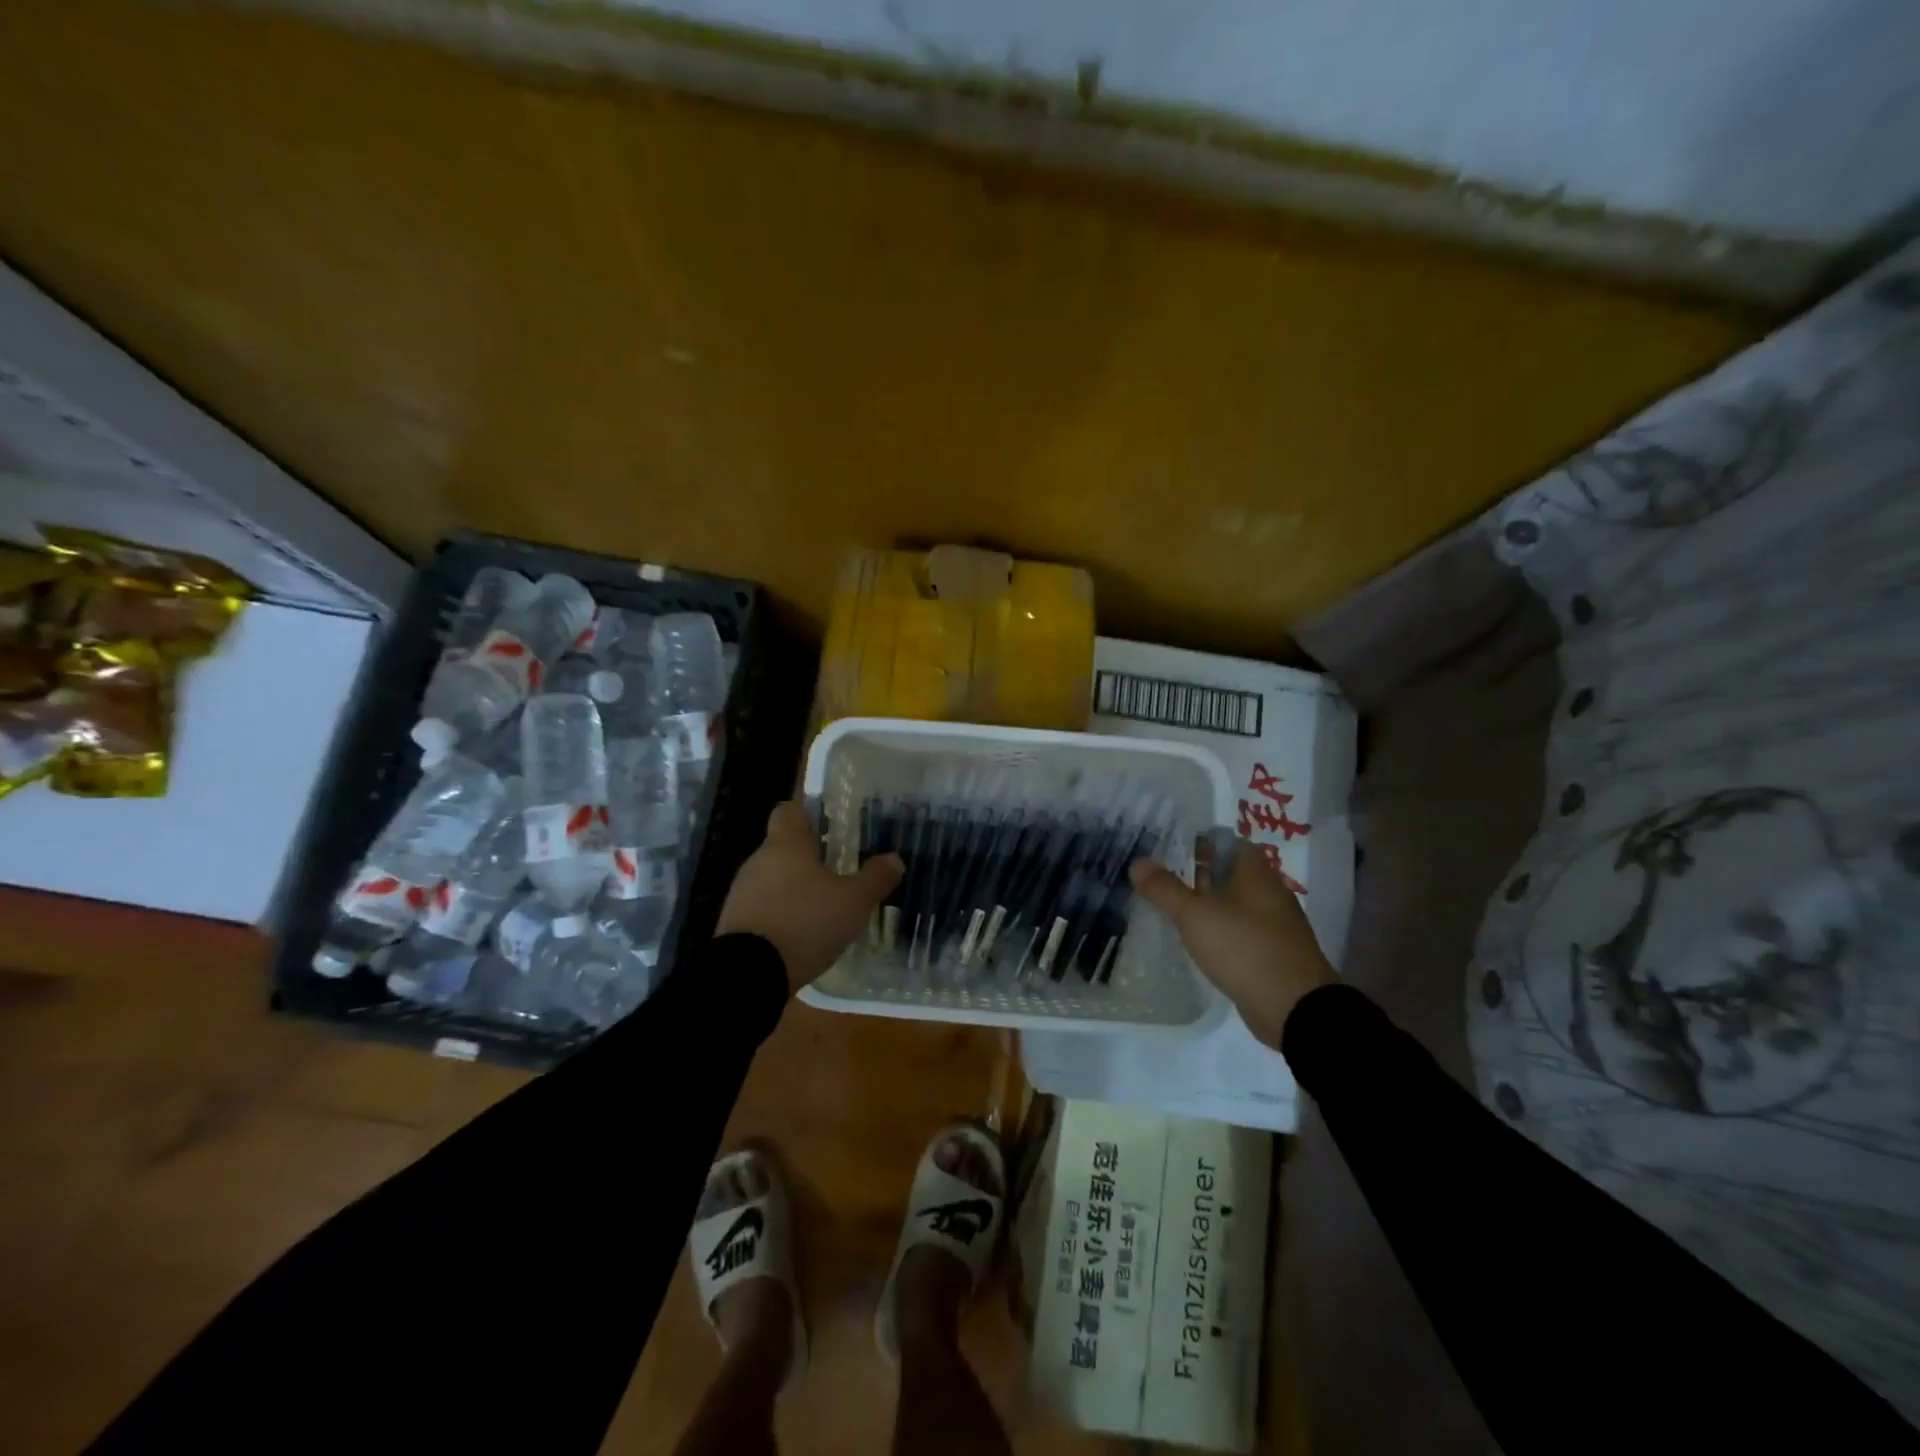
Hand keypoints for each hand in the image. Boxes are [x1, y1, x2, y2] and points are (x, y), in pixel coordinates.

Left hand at [716, 798, 903, 994]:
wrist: (748, 974)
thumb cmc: (805, 923)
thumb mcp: (853, 902)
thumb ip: (875, 878)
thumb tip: (894, 859)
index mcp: (786, 844)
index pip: (790, 809)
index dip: (809, 811)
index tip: (831, 822)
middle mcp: (759, 860)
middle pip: (784, 845)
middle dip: (809, 855)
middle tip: (840, 868)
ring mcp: (742, 892)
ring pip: (773, 877)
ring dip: (795, 887)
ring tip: (824, 905)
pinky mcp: (734, 922)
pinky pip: (763, 906)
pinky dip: (782, 913)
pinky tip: (802, 932)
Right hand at [1130, 835, 1333, 1047]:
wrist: (1294, 1008)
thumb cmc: (1244, 948)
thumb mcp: (1195, 916)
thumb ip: (1165, 888)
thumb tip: (1138, 862)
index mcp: (1255, 872)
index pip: (1225, 841)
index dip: (1197, 840)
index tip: (1166, 846)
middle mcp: (1268, 891)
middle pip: (1229, 871)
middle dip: (1197, 872)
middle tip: (1160, 875)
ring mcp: (1272, 923)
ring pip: (1233, 901)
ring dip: (1207, 902)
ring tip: (1170, 906)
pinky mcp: (1271, 952)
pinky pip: (1239, 929)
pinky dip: (1218, 928)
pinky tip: (1196, 938)